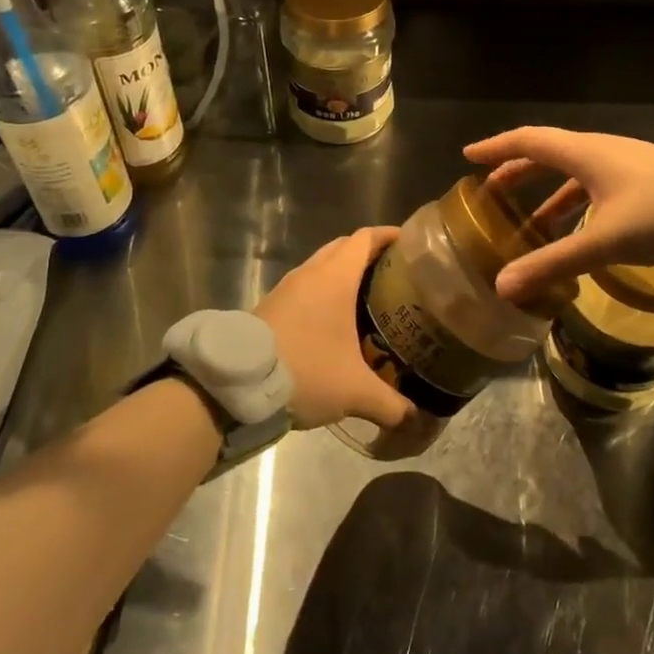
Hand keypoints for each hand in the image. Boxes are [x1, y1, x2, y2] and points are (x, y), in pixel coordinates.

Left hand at [255, 227, 410, 431]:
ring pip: (321, 267)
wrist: (237, 384)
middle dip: (369, 253)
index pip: (365, 238)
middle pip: (344, 247)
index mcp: (335, 277)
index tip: (410, 242)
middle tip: (394, 273)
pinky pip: (306, 286)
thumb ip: (391, 404)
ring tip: (368, 297)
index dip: (388, 235)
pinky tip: (334, 321)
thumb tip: (416, 419)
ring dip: (343, 273)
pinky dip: (324, 292)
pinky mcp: (271, 306)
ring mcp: (287, 288)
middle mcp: (311, 273)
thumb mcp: (355, 392)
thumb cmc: (305, 370)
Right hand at [462, 128, 653, 304]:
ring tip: (529, 221)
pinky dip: (576, 204)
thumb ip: (554, 263)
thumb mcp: (604, 241)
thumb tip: (503, 286)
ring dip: (547, 192)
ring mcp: (625, 164)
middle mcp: (600, 151)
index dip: (496, 148)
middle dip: (517, 171)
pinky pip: (595, 186)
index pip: (528, 141)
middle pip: (548, 155)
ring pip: (574, 173)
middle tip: (491, 191)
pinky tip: (579, 231)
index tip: (468, 157)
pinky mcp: (643, 180)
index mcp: (584, 154)